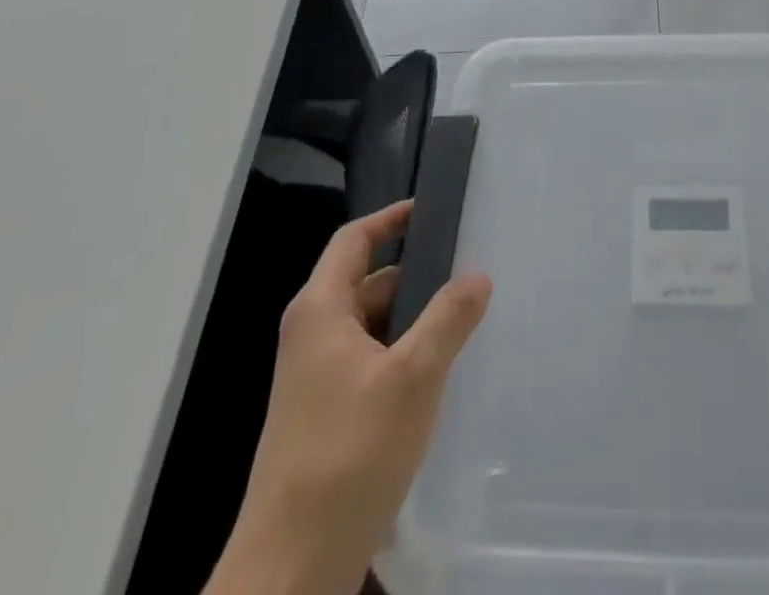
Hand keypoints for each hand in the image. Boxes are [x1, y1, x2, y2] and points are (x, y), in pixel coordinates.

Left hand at [206, 201, 491, 594]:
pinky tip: (438, 376)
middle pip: (367, 282)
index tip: (433, 210)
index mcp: (320, 310)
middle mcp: (312, 334)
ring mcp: (315, 379)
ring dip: (413, 320)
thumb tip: (478, 274)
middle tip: (468, 273)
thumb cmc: (349, 454)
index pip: (354, 239)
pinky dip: (402, 356)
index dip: (391, 218)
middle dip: (416, 275)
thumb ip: (449, 318)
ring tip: (464, 322)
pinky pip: (369, 363)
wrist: (290, 571)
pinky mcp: (325, 416)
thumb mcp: (413, 377)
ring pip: (371, 326)